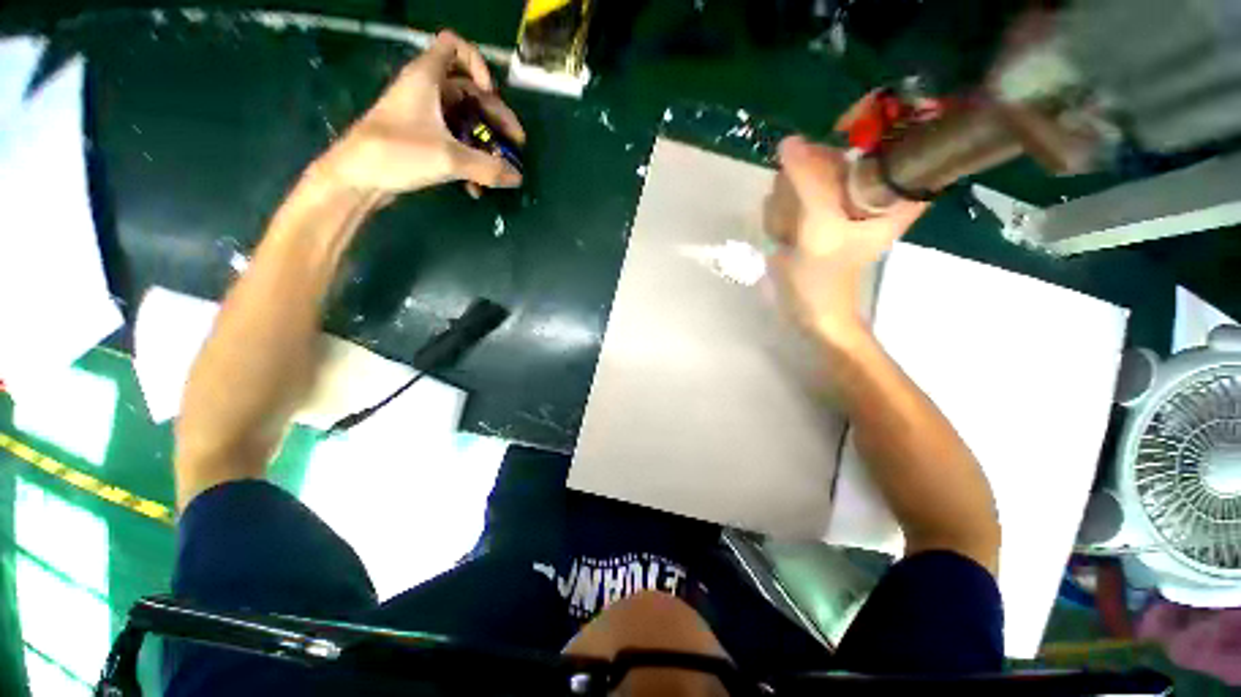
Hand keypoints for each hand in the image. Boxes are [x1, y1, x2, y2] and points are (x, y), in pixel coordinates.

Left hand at [317, 31, 524, 195]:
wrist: (350, 182)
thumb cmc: (396, 153)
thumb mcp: (447, 157)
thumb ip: (486, 165)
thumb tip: (517, 177)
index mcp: (427, 75)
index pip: (454, 44)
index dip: (476, 61)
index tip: (487, 90)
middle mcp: (421, 88)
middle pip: (466, 88)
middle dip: (491, 115)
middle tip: (511, 141)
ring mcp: (413, 113)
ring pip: (456, 116)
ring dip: (478, 139)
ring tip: (494, 165)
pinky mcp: (408, 137)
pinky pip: (442, 135)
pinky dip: (459, 152)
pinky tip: (471, 184)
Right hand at [764, 136, 925, 338]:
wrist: (811, 313)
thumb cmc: (827, 278)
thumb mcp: (822, 227)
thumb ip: (809, 181)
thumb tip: (790, 141)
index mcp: (892, 194)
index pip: (893, 138)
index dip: (868, 123)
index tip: (838, 135)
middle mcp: (870, 186)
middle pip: (838, 147)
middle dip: (811, 171)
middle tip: (806, 203)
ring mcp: (842, 192)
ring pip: (810, 163)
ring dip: (792, 191)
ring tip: (796, 226)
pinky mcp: (820, 201)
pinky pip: (795, 181)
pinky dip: (785, 201)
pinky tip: (788, 228)